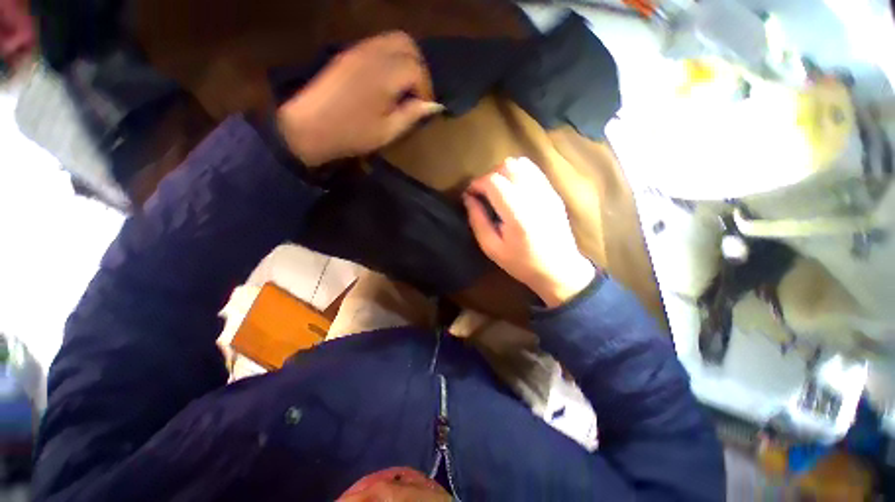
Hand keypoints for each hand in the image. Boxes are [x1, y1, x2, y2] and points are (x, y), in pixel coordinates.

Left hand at [277, 31, 443, 165]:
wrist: (309, 127)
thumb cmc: (352, 134)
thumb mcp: (387, 131)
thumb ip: (411, 115)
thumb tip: (433, 106)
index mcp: (384, 74)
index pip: (416, 69)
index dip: (426, 88)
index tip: (425, 107)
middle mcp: (373, 54)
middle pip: (407, 44)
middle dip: (418, 66)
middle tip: (417, 92)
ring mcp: (358, 50)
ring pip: (392, 40)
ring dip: (405, 60)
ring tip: (404, 88)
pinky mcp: (348, 54)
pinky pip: (377, 45)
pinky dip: (390, 58)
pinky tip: (387, 82)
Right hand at [463, 157, 595, 307]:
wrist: (560, 270)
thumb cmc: (523, 264)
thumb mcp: (492, 248)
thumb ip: (478, 221)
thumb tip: (468, 198)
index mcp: (517, 213)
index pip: (493, 181)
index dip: (477, 183)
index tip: (470, 194)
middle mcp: (534, 196)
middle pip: (507, 166)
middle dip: (490, 175)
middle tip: (484, 194)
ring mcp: (547, 192)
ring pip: (521, 164)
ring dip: (504, 173)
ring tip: (498, 191)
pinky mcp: (553, 193)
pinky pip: (533, 171)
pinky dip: (518, 175)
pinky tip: (514, 191)